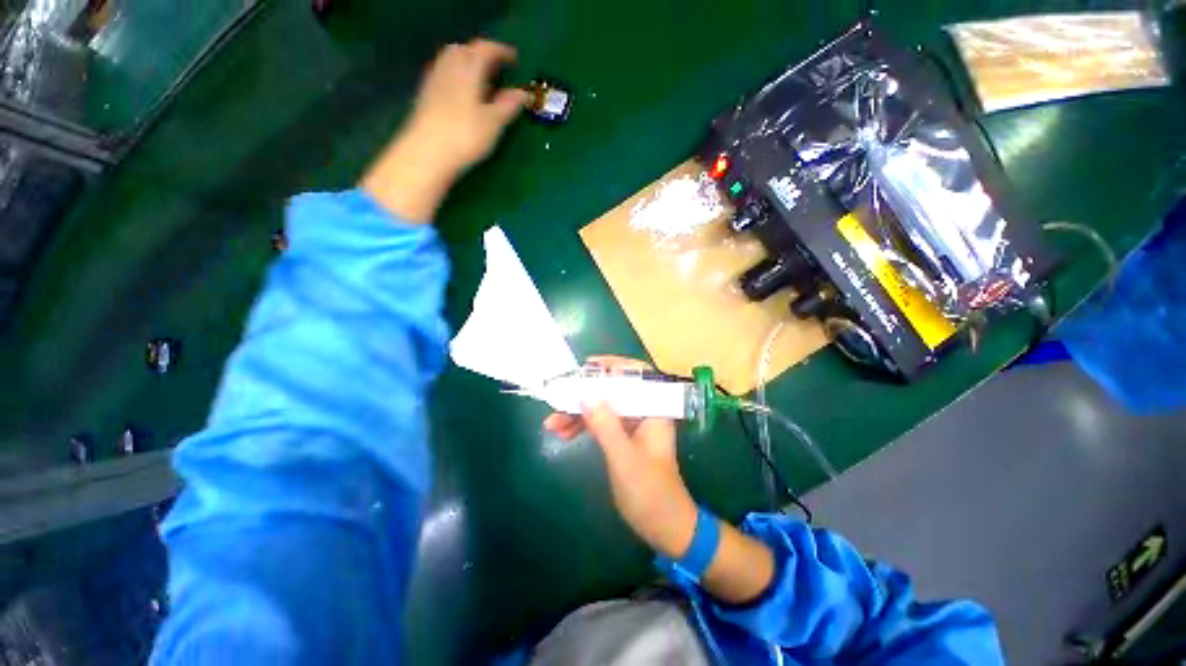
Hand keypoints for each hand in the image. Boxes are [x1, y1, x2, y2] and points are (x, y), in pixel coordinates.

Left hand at [362, 39, 529, 221]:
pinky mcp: (426, 96)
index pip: (485, 50)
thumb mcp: (493, 122)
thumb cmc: (465, 135)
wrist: (427, 152)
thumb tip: (523, 93)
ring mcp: (434, 80)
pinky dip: (457, 78)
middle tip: (496, 68)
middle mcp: (449, 67)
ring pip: (451, 62)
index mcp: (468, 68)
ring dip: (467, 65)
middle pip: (464, 50)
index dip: (501, 51)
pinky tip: (463, 95)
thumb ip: (508, 105)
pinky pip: (444, 75)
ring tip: (481, 81)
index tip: (515, 59)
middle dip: (481, 55)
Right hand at [544, 357, 697, 557]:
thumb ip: (606, 425)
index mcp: (654, 410)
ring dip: (579, 412)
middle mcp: (645, 412)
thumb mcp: (624, 458)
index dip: (614, 365)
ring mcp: (633, 426)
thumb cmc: (650, 493)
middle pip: (614, 391)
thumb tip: (586, 394)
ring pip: (604, 408)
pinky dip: (583, 426)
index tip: (588, 366)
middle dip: (586, 394)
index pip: (638, 375)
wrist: (665, 528)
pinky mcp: (624, 439)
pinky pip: (602, 424)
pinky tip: (563, 434)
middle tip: (559, 398)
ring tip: (552, 423)